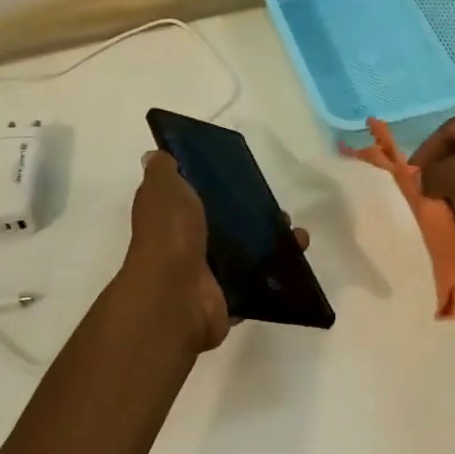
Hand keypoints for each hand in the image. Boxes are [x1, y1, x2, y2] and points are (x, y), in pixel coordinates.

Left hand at [118, 150, 308, 353]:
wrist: (177, 296)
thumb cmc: (170, 234)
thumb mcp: (163, 189)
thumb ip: (163, 171)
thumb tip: (156, 155)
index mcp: (171, 217)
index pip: (194, 197)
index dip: (216, 186)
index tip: (244, 176)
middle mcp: (187, 245)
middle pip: (225, 226)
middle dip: (254, 216)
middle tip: (279, 210)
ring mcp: (208, 275)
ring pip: (246, 254)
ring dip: (273, 244)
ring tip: (297, 235)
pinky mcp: (228, 298)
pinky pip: (258, 284)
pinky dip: (279, 274)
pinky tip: (298, 259)